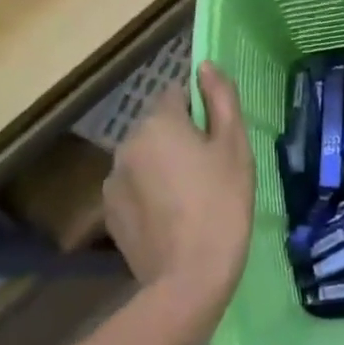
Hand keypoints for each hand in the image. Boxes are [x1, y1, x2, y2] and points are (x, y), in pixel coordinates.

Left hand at [104, 62, 254, 344]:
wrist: (189, 279)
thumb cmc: (221, 203)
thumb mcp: (234, 144)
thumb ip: (220, 97)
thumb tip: (205, 65)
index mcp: (157, 121)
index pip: (177, 94)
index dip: (201, 112)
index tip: (218, 140)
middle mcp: (126, 143)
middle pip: (159, 126)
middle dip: (181, 138)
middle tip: (211, 171)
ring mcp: (113, 180)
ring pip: (146, 156)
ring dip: (164, 165)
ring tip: (192, 198)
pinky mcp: (109, 213)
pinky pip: (135, 186)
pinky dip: (151, 192)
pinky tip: (172, 218)